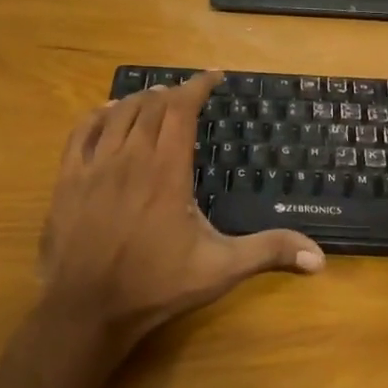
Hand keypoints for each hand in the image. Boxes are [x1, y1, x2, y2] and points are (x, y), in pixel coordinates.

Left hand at [39, 71, 324, 357]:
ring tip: (156, 99)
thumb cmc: (155, 286)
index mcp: (167, 170)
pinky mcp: (68, 178)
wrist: (85, 310)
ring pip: (119, 113)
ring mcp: (95, 165)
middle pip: (152, 106)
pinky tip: (108, 112)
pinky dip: (99, 114)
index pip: (182, 109)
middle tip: (189, 97)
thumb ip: (267, 252)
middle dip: (174, 94)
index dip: (199, 86)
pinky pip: (82, 130)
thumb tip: (319, 257)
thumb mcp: (219, 270)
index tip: (214, 77)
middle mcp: (131, 157)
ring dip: (141, 100)